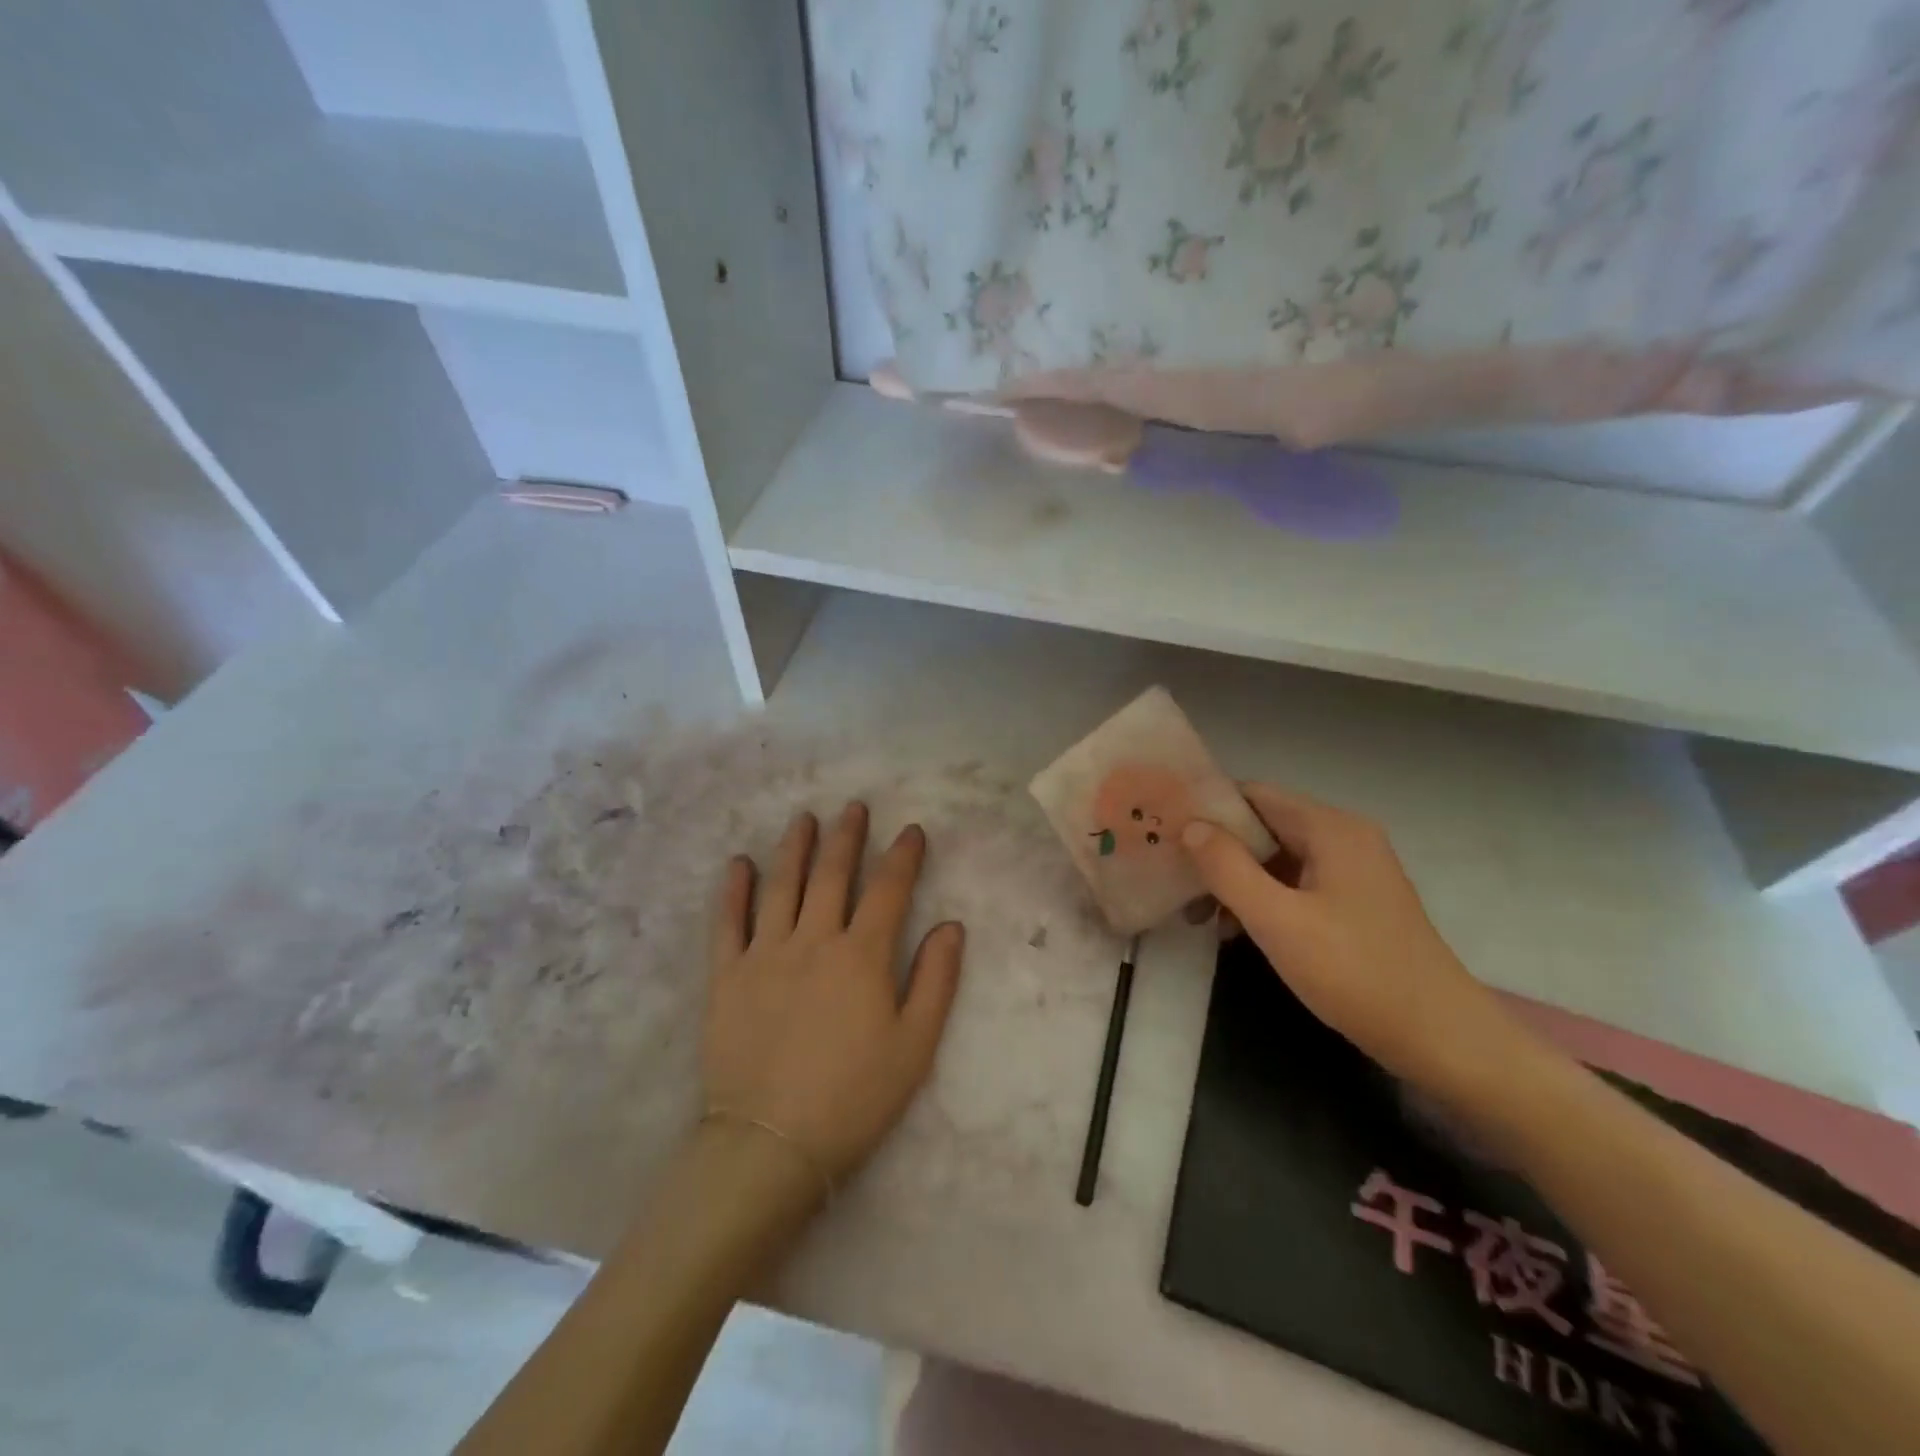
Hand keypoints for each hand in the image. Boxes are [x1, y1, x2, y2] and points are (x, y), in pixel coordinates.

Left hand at [703, 803, 965, 1192]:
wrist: (771, 1143)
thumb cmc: (853, 1097)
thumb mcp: (915, 1046)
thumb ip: (937, 980)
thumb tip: (951, 925)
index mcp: (862, 956)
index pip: (888, 890)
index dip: (903, 856)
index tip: (911, 830)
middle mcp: (813, 940)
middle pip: (832, 875)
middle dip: (846, 837)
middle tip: (854, 808)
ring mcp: (764, 954)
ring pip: (781, 886)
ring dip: (794, 848)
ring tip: (803, 819)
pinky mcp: (726, 976)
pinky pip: (728, 922)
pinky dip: (733, 890)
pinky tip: (739, 864)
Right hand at [1181, 783, 1521, 1089]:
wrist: (1442, 1041)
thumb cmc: (1357, 973)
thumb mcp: (1279, 921)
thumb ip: (1228, 868)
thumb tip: (1190, 826)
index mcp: (1331, 829)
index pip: (1255, 795)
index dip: (1208, 807)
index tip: (1165, 827)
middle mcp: (1344, 838)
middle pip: (1264, 826)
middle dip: (1216, 849)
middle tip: (1171, 874)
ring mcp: (1353, 873)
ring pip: (1276, 859)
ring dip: (1235, 878)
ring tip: (1194, 911)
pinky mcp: (1355, 904)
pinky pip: (1295, 885)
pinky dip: (1262, 899)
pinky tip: (1233, 929)